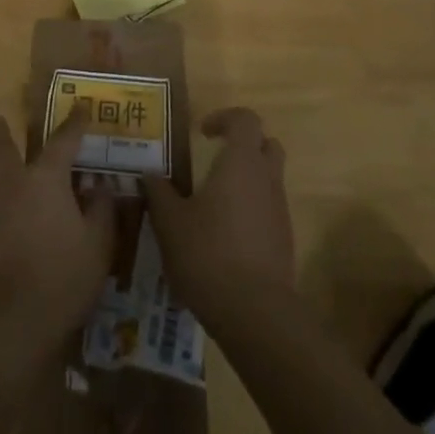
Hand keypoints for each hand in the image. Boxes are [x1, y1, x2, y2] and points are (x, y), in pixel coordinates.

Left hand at [0, 113, 115, 350]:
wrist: (9, 324)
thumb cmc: (61, 275)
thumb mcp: (98, 242)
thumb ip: (102, 208)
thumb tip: (99, 185)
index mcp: (45, 178)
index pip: (63, 140)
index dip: (75, 123)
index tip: (83, 106)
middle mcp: (15, 186)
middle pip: (5, 150)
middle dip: (3, 132)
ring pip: (3, 183)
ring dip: (12, 175)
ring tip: (28, 180)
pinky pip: (4, 213)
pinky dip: (15, 210)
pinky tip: (27, 226)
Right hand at [142, 107, 295, 328]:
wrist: (257, 315)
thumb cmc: (209, 254)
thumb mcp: (171, 223)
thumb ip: (159, 193)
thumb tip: (149, 174)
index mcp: (241, 162)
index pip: (245, 119)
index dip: (225, 118)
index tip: (202, 133)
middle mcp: (266, 179)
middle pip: (267, 145)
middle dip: (244, 146)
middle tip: (216, 159)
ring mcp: (280, 212)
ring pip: (269, 180)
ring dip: (247, 181)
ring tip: (215, 202)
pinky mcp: (285, 242)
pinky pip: (270, 211)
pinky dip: (252, 212)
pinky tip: (226, 237)